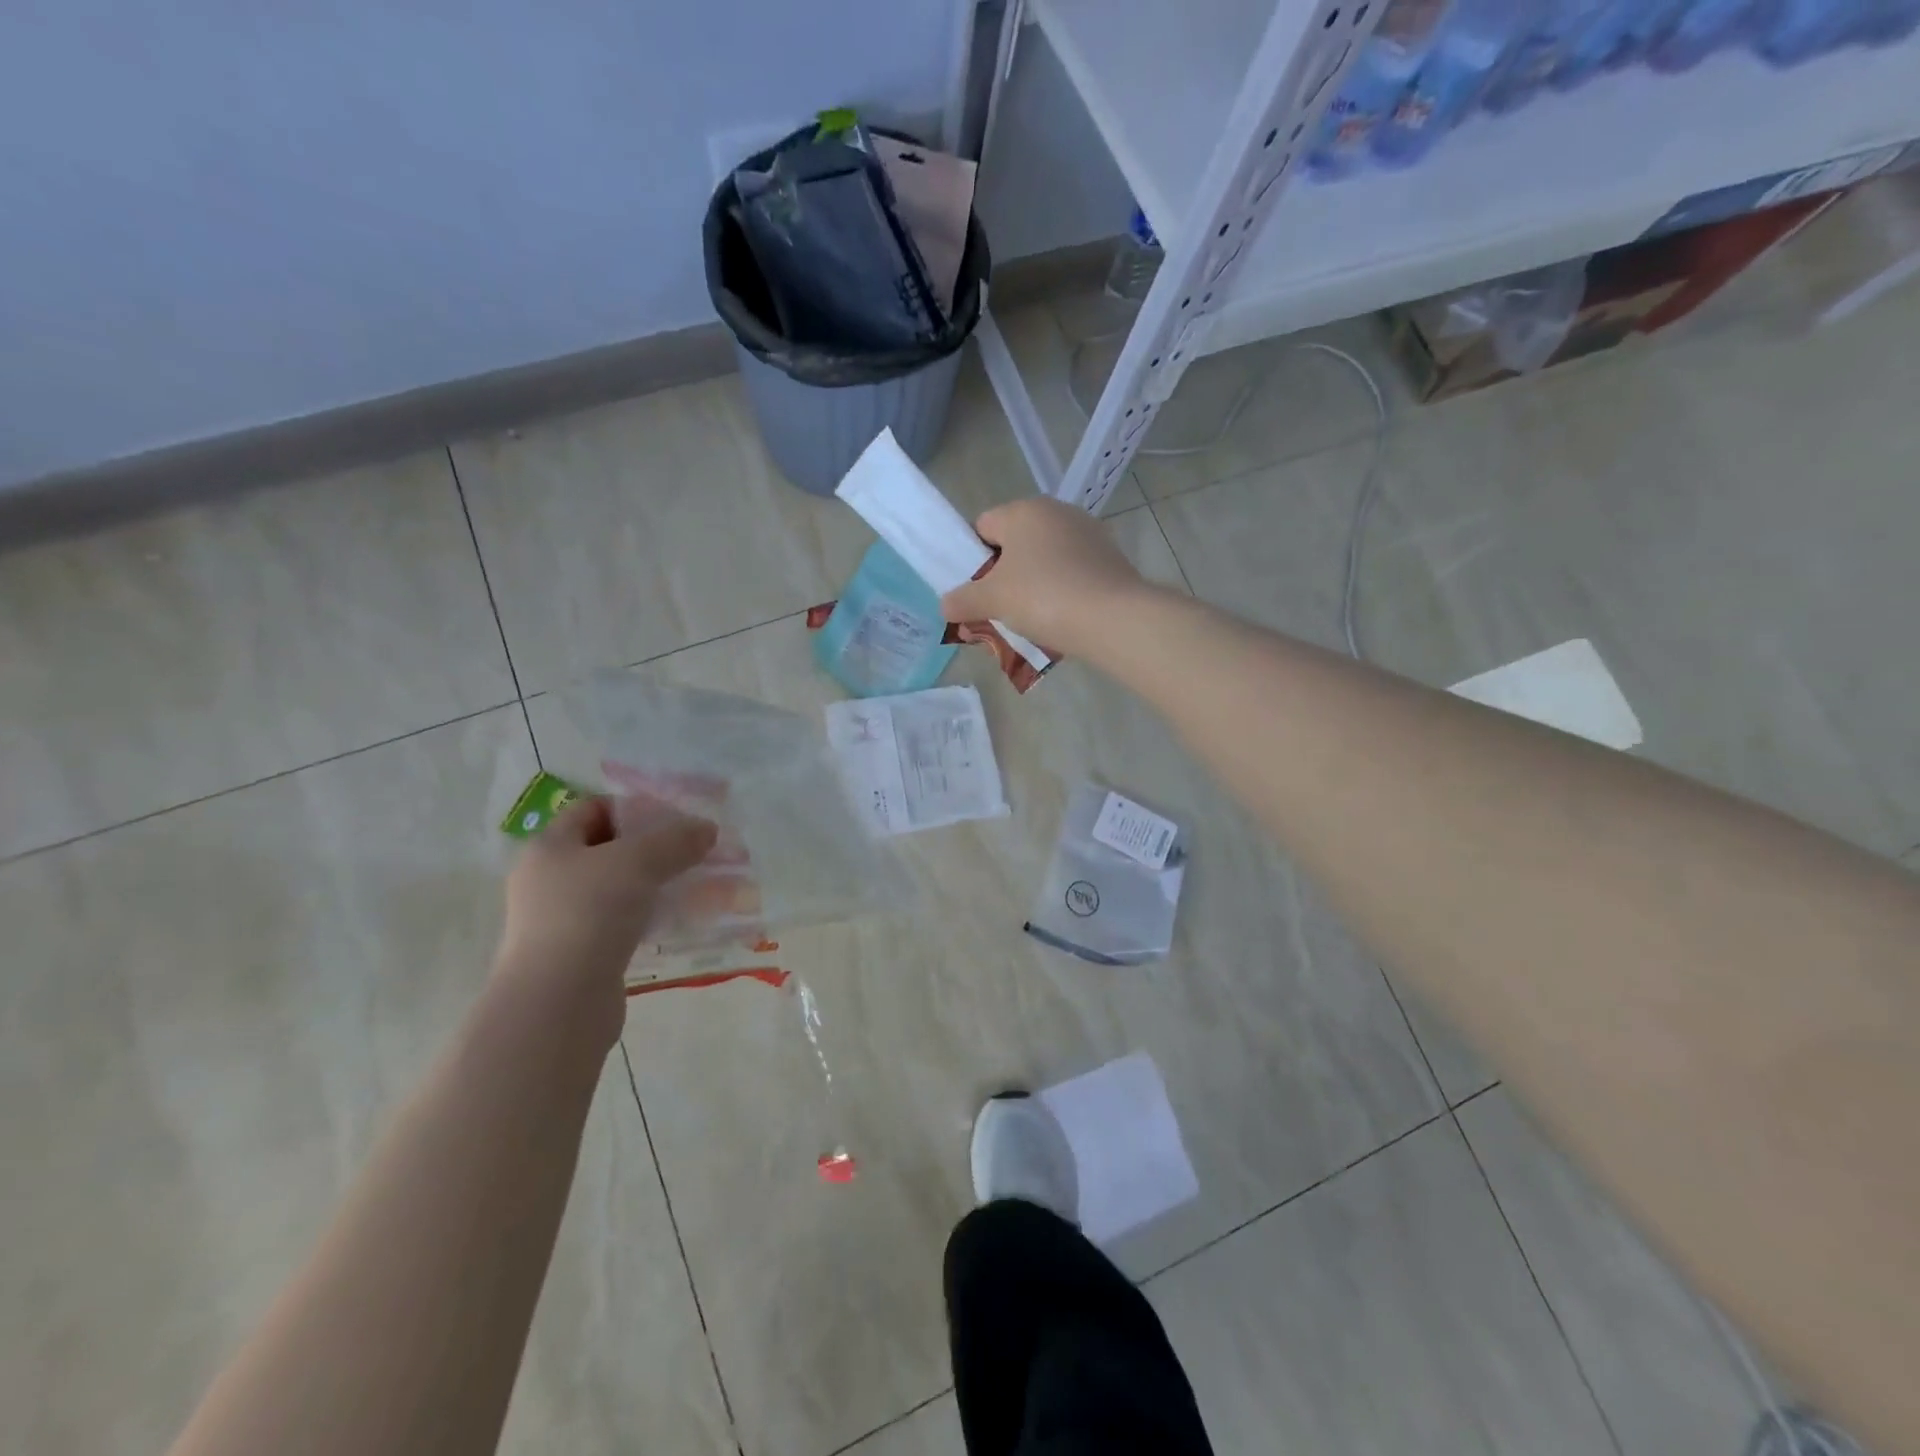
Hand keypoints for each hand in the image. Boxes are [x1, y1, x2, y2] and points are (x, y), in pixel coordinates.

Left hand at [497, 796, 716, 1006]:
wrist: (558, 1002)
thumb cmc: (590, 913)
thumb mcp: (639, 862)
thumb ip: (676, 839)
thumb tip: (707, 828)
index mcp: (550, 847)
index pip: (593, 809)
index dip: (634, 807)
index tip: (675, 817)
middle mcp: (549, 879)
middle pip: (607, 849)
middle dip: (653, 847)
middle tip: (693, 849)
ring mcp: (561, 919)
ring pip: (617, 888)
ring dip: (655, 883)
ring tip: (694, 883)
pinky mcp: (579, 953)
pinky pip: (620, 922)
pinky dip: (648, 916)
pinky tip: (677, 919)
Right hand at [939, 498, 1152, 657]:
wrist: (1113, 618)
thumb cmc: (1043, 597)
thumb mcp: (992, 601)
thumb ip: (962, 600)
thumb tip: (945, 605)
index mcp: (1024, 510)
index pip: (983, 526)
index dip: (972, 559)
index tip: (975, 591)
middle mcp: (1057, 512)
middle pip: (1016, 543)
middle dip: (1003, 575)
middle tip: (998, 609)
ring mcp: (1088, 533)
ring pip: (1045, 558)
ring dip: (1033, 584)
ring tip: (1030, 620)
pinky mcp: (1110, 557)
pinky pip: (1072, 571)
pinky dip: (1062, 590)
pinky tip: (1061, 618)